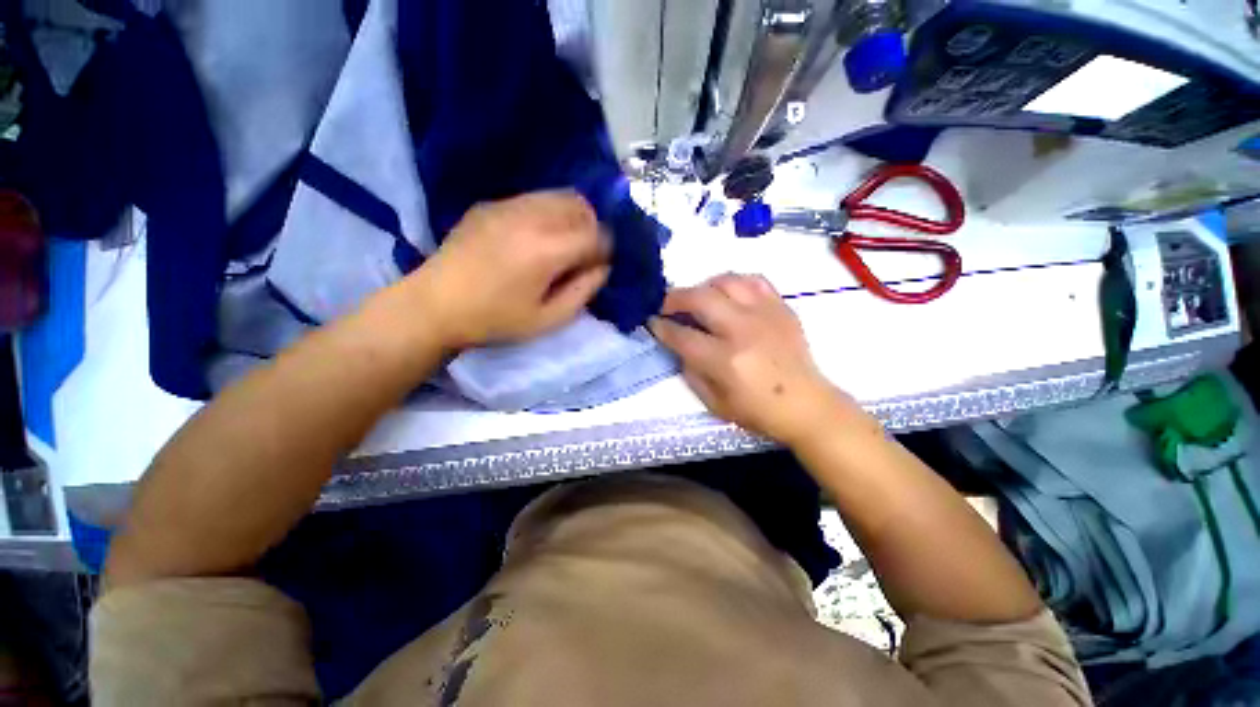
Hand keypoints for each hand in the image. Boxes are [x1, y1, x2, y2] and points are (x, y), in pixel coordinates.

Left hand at [409, 191, 610, 348]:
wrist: (434, 305)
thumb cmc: (495, 319)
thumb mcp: (548, 319)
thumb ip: (583, 291)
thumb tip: (602, 267)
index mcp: (546, 250)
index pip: (595, 234)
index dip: (604, 249)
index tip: (597, 266)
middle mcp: (530, 218)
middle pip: (580, 205)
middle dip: (591, 228)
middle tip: (582, 254)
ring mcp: (506, 205)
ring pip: (557, 195)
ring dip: (570, 217)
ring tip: (561, 244)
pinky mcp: (489, 204)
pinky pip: (533, 199)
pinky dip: (547, 213)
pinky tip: (533, 238)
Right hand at [649, 274, 864, 446]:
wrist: (807, 405)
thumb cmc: (758, 411)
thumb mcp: (714, 403)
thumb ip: (690, 371)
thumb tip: (679, 344)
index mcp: (725, 361)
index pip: (682, 335)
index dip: (661, 327)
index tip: (651, 321)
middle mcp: (743, 330)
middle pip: (700, 298)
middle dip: (674, 297)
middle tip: (666, 304)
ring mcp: (765, 314)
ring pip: (726, 281)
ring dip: (703, 286)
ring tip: (697, 298)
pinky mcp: (782, 308)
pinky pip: (754, 280)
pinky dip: (734, 282)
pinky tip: (727, 294)